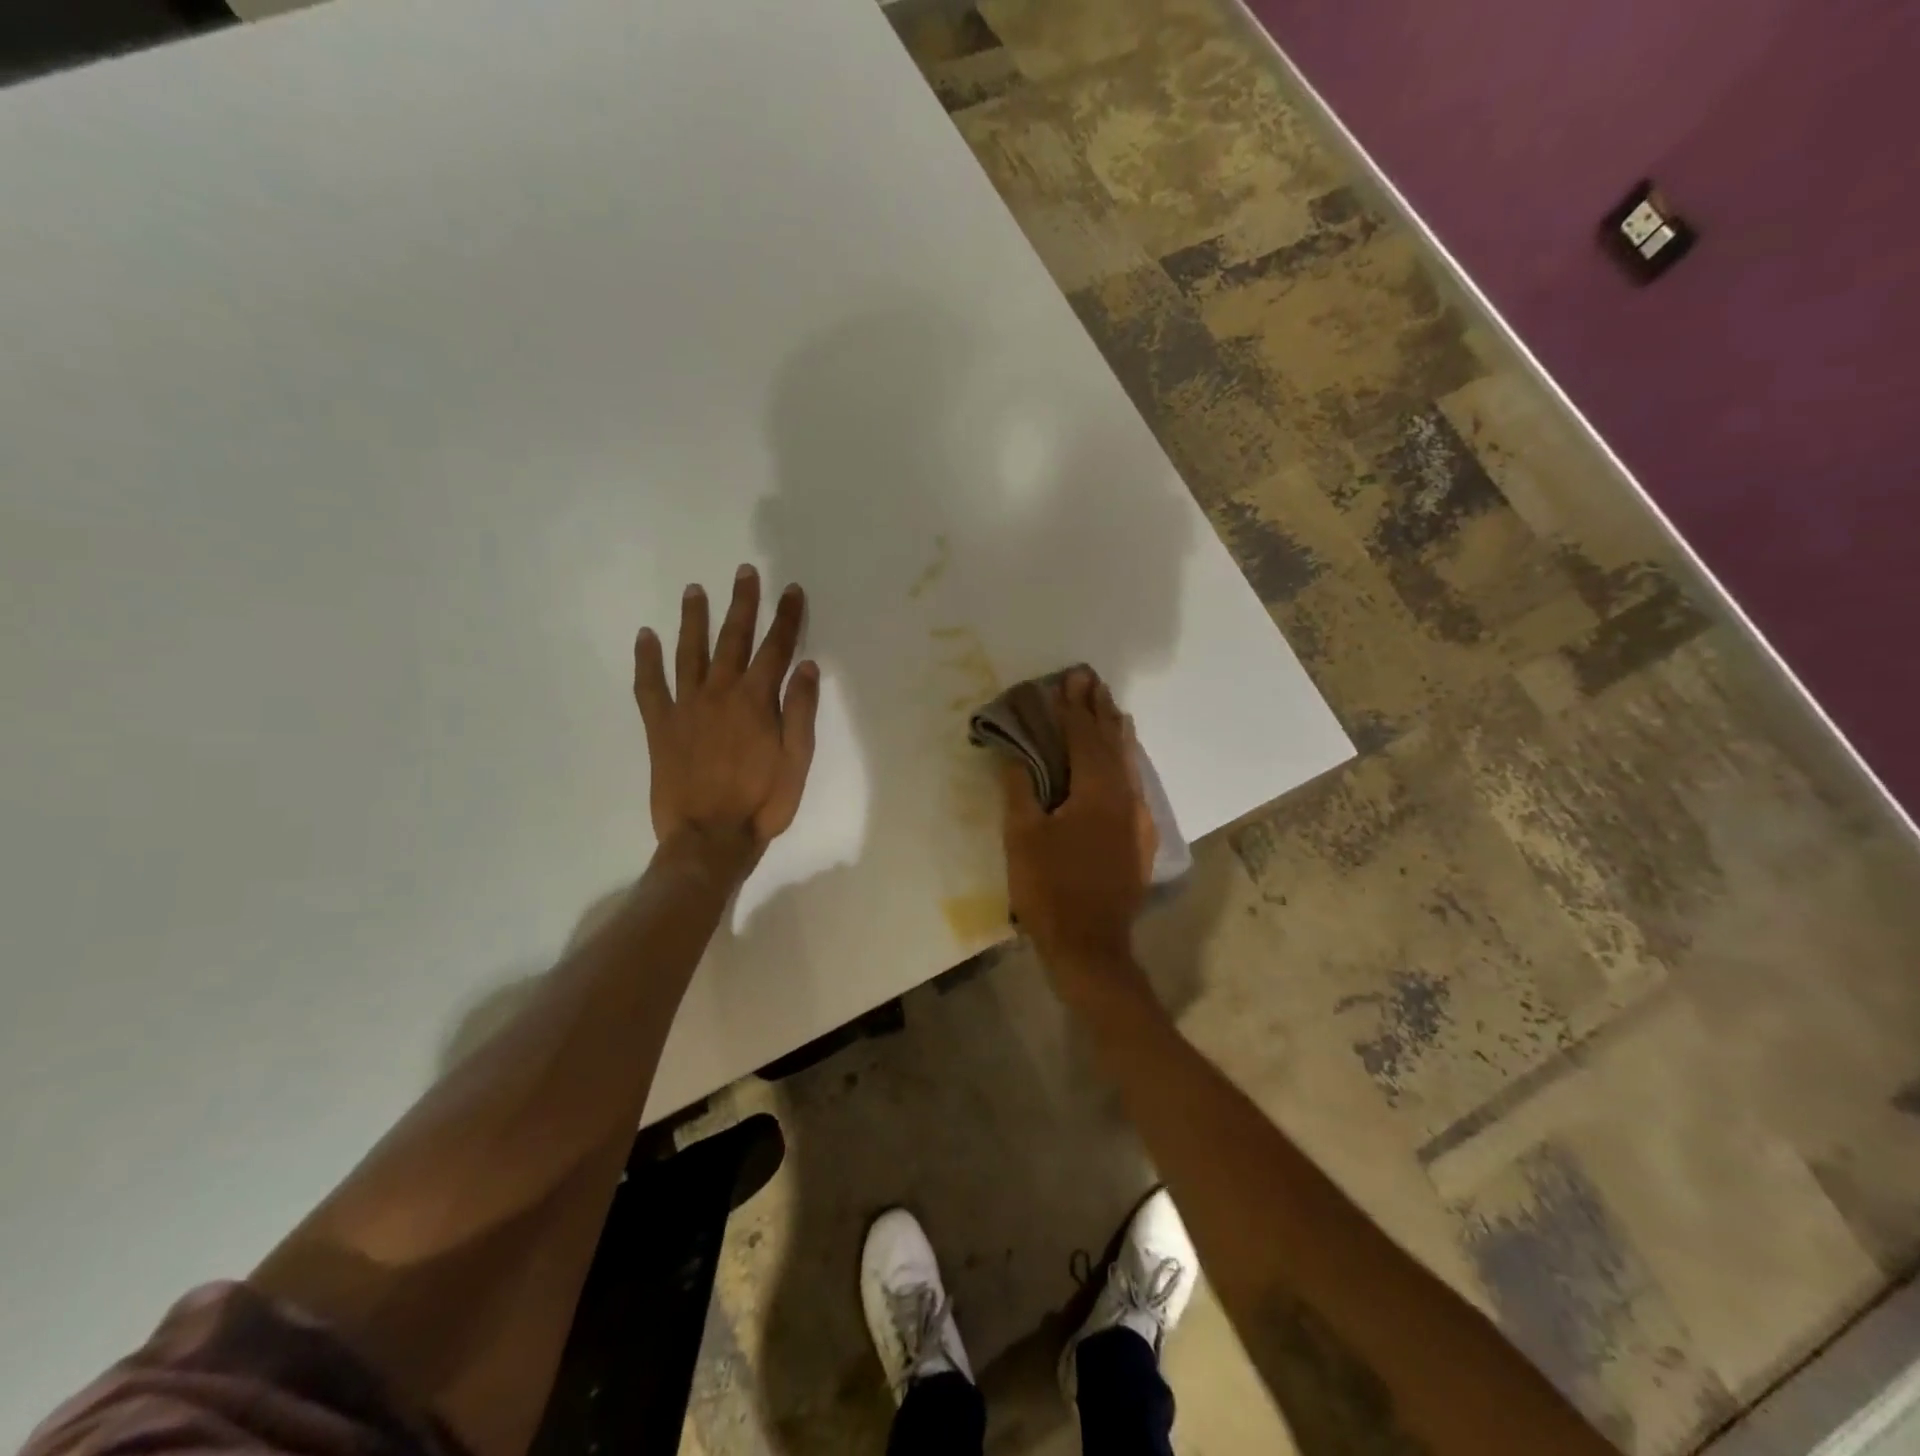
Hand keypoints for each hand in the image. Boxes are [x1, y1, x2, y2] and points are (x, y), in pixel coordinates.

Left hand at [633, 566, 819, 872]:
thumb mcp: (797, 762)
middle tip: (744, 572)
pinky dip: (646, 660)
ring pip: (690, 652)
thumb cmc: (762, 803)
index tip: (791, 590)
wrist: (710, 838)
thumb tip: (806, 665)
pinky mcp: (660, 726)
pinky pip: (649, 686)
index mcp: (756, 701)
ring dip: (694, 619)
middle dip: (742, 604)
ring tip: (695, 589)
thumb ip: (800, 711)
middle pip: (733, 639)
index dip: (786, 617)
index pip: (776, 648)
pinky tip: (645, 636)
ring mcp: (686, 707)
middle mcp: (720, 693)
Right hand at [1000, 667, 1156, 973]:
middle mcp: (1125, 797)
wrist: (1090, 946)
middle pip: (1113, 743)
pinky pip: (1134, 785)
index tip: (1070, 677)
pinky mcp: (1140, 838)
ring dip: (1116, 733)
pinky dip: (1125, 762)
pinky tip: (1121, 760)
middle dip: (1100, 709)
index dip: (1074, 707)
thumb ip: (1020, 788)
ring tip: (1109, 707)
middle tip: (1091, 680)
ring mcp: (1138, 819)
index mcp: (1097, 792)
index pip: (1084, 737)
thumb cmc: (1049, 888)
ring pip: (1129, 763)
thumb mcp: (1022, 836)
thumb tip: (1015, 753)